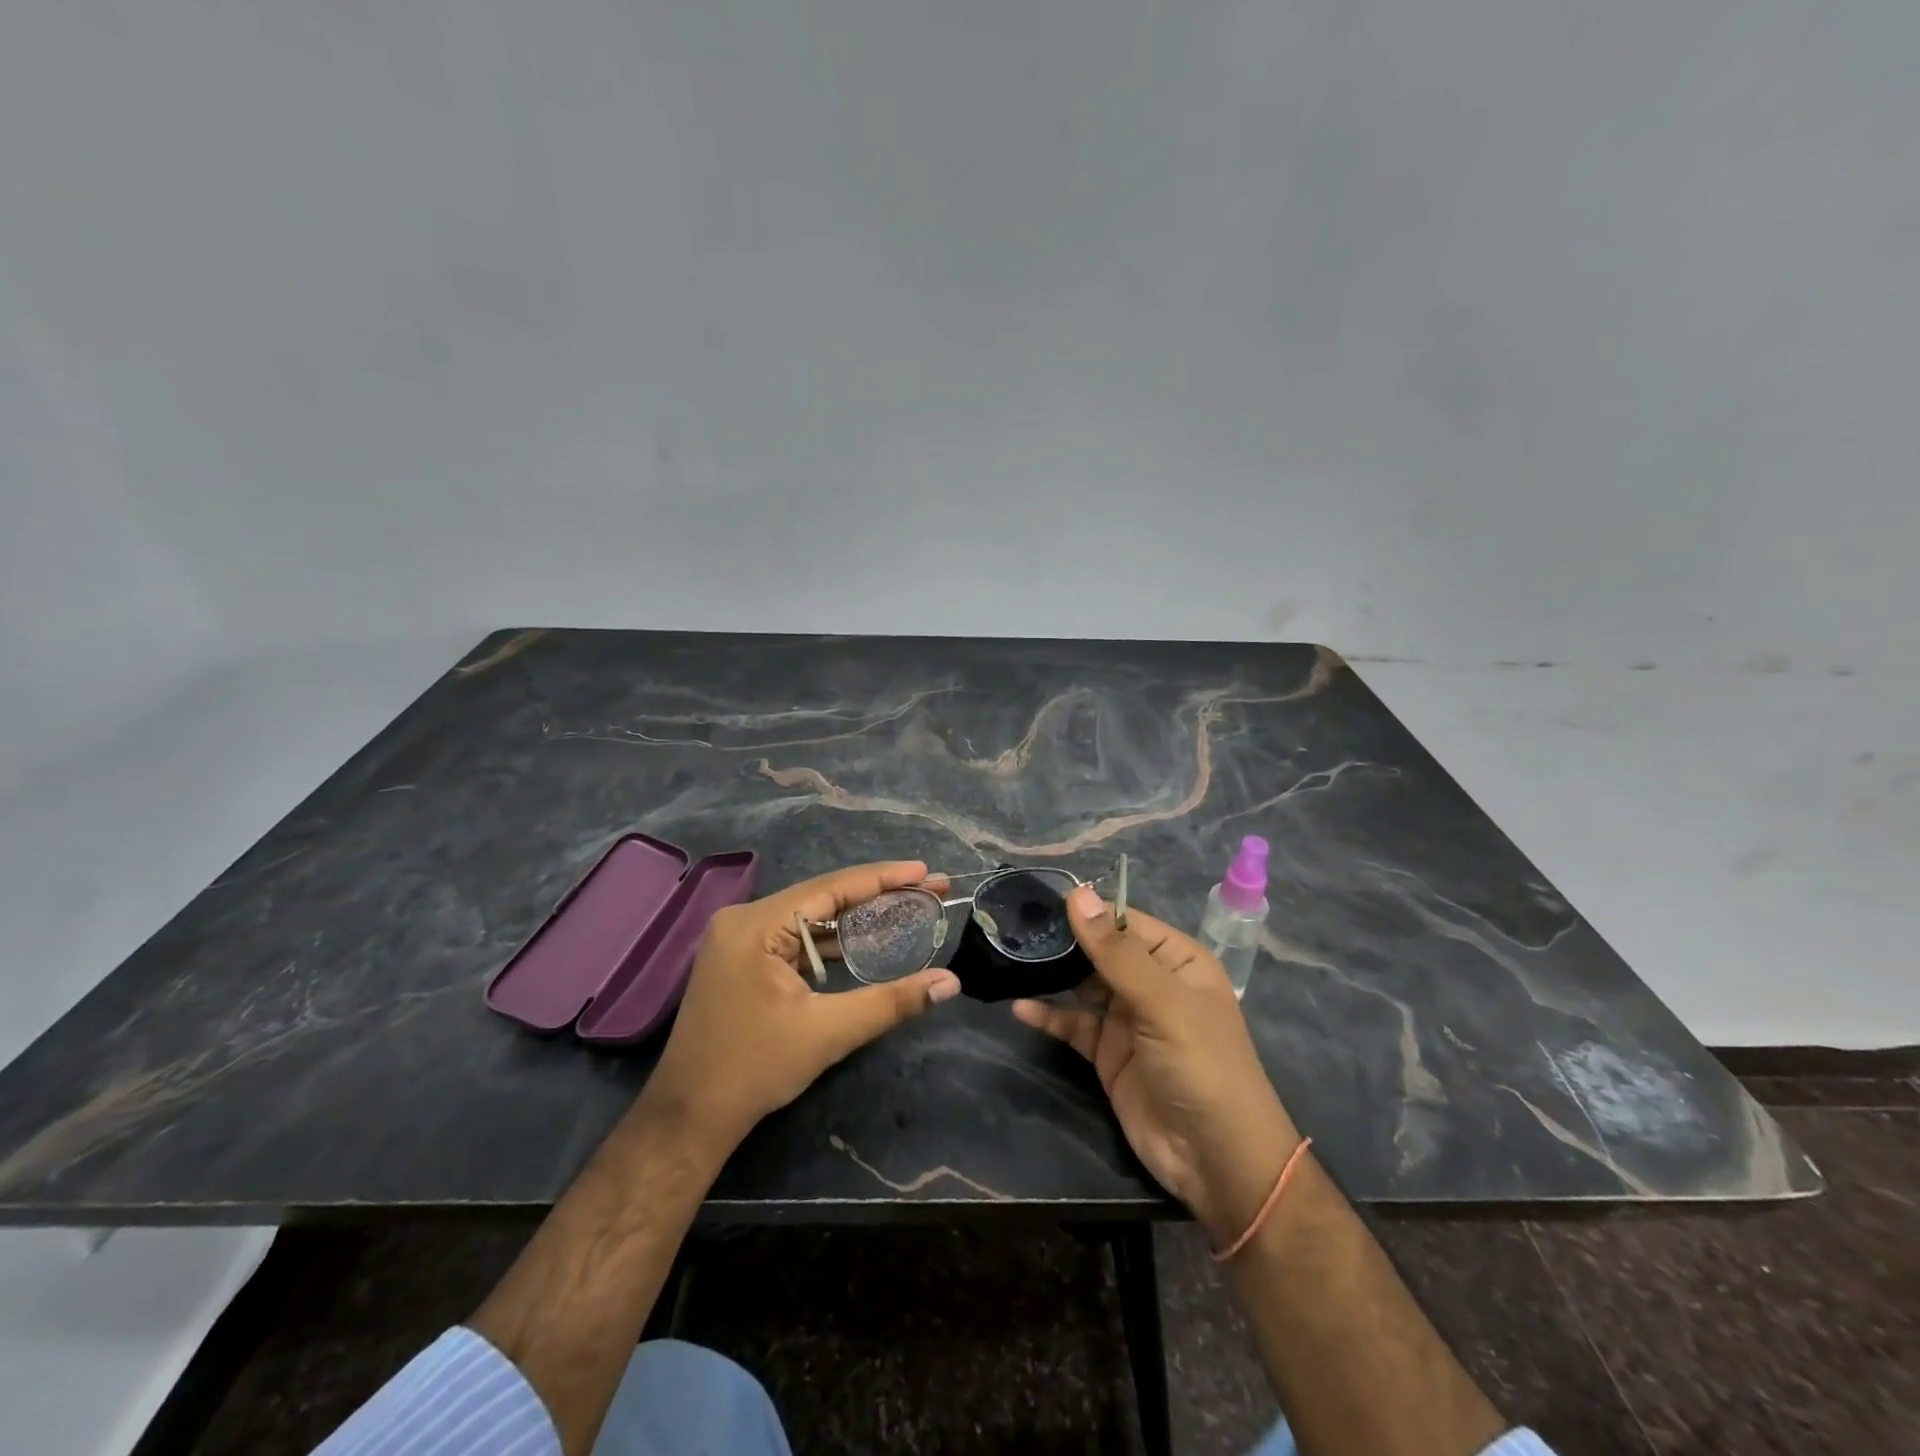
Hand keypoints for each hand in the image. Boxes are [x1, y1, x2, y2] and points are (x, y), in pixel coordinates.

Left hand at [643, 861, 960, 1151]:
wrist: (689, 1117)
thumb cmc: (754, 1069)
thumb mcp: (828, 1032)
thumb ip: (892, 1002)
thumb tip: (951, 983)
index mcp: (756, 924)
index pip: (831, 888)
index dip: (883, 878)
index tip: (925, 872)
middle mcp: (744, 919)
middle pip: (822, 897)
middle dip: (876, 895)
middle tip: (928, 889)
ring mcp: (739, 939)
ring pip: (810, 917)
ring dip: (855, 919)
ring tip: (906, 909)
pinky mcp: (742, 960)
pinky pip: (796, 938)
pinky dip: (830, 941)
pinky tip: (864, 942)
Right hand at [1012, 887, 1300, 1243]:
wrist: (1217, 1160)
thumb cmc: (1201, 1065)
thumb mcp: (1162, 1002)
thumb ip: (1116, 951)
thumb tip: (1078, 894)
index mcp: (1176, 960)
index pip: (1124, 921)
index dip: (1085, 911)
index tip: (1037, 901)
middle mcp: (1151, 983)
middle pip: (1099, 951)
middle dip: (1061, 942)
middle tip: (1012, 929)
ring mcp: (1128, 1019)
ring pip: (1082, 985)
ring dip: (1051, 976)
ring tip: (1010, 960)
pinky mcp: (1108, 1054)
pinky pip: (1073, 1025)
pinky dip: (1048, 1016)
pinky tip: (1020, 1008)